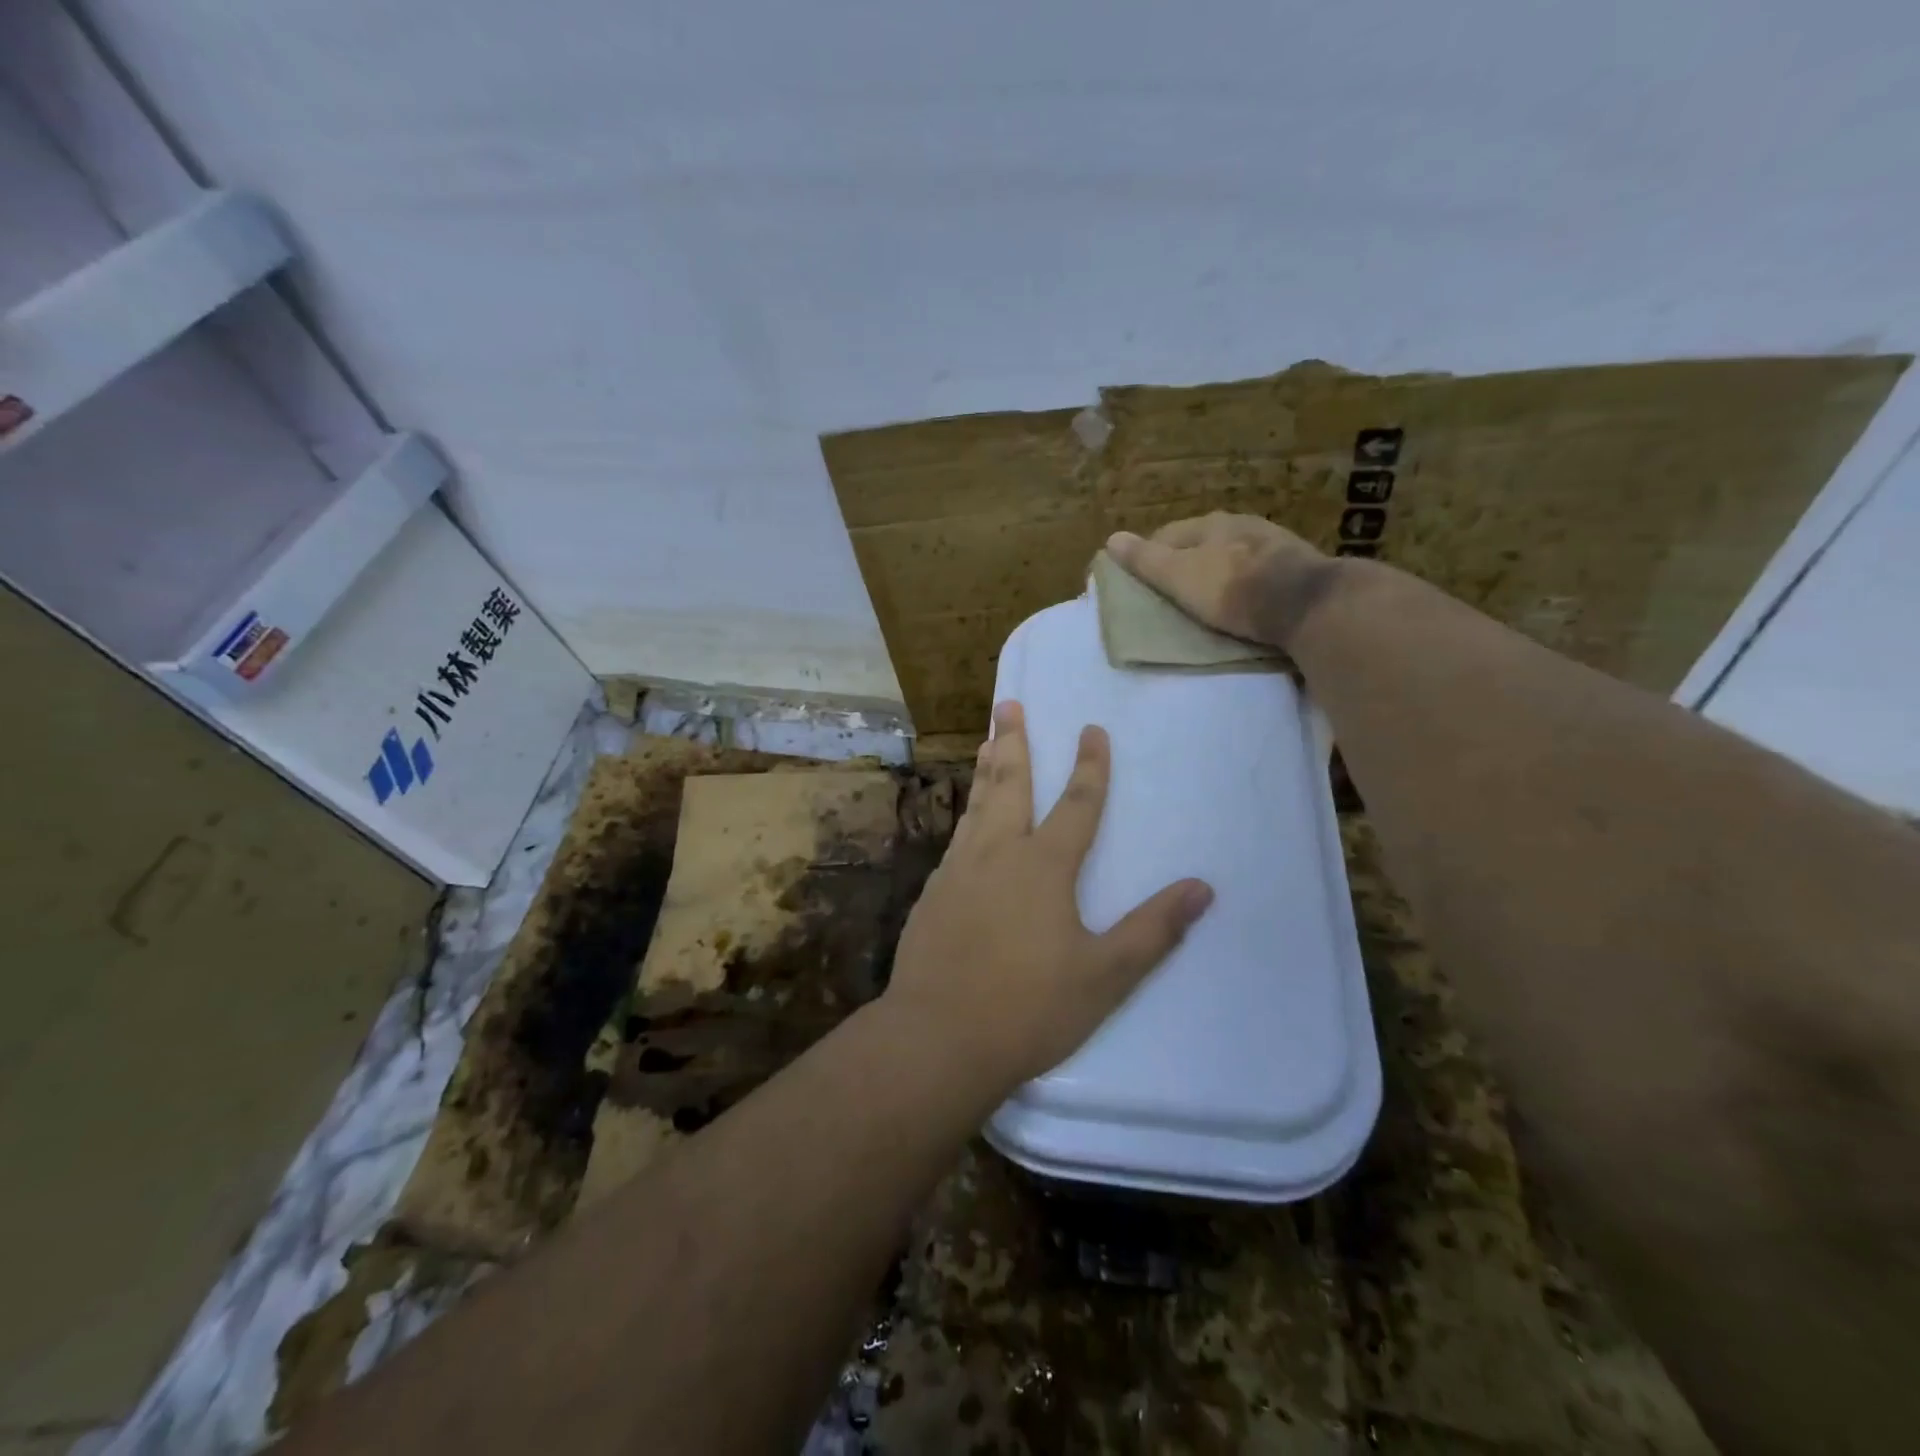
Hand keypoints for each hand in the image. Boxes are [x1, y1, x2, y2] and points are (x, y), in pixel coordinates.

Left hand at [886, 702, 1213, 1091]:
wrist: (938, 1036)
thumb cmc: (1029, 1008)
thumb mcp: (1104, 976)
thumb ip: (1153, 930)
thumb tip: (1202, 888)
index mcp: (1043, 868)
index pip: (1077, 805)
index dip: (1090, 767)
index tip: (1092, 730)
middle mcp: (998, 855)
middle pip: (1010, 785)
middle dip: (1014, 742)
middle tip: (1008, 704)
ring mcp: (958, 872)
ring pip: (977, 806)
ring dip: (986, 771)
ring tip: (988, 742)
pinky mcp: (933, 894)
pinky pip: (957, 840)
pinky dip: (968, 815)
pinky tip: (967, 822)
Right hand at [1106, 513, 1338, 649]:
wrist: (1304, 603)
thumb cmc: (1231, 588)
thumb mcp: (1179, 576)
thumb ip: (1146, 560)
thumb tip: (1111, 538)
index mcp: (1210, 523)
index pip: (1168, 534)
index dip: (1151, 556)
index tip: (1143, 582)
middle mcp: (1241, 523)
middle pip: (1202, 542)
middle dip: (1186, 562)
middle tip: (1174, 592)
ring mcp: (1273, 542)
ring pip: (1232, 554)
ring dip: (1218, 571)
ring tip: (1208, 599)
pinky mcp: (1296, 566)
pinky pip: (1258, 570)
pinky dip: (1245, 582)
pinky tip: (1244, 600)